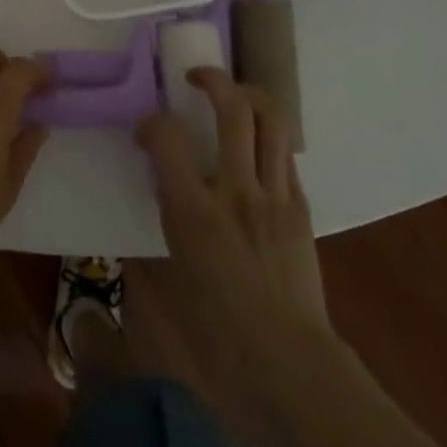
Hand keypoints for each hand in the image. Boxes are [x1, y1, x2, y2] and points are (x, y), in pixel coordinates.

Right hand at [134, 69, 328, 424]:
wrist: (290, 368)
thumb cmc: (217, 335)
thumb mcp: (171, 277)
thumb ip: (163, 223)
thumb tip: (160, 192)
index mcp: (195, 212)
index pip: (166, 137)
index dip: (150, 122)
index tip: (144, 129)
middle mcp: (237, 191)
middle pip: (233, 108)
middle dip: (212, 79)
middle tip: (195, 78)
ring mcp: (276, 196)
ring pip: (271, 120)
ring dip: (249, 96)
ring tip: (232, 96)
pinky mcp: (301, 208)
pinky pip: (284, 154)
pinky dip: (267, 138)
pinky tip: (253, 150)